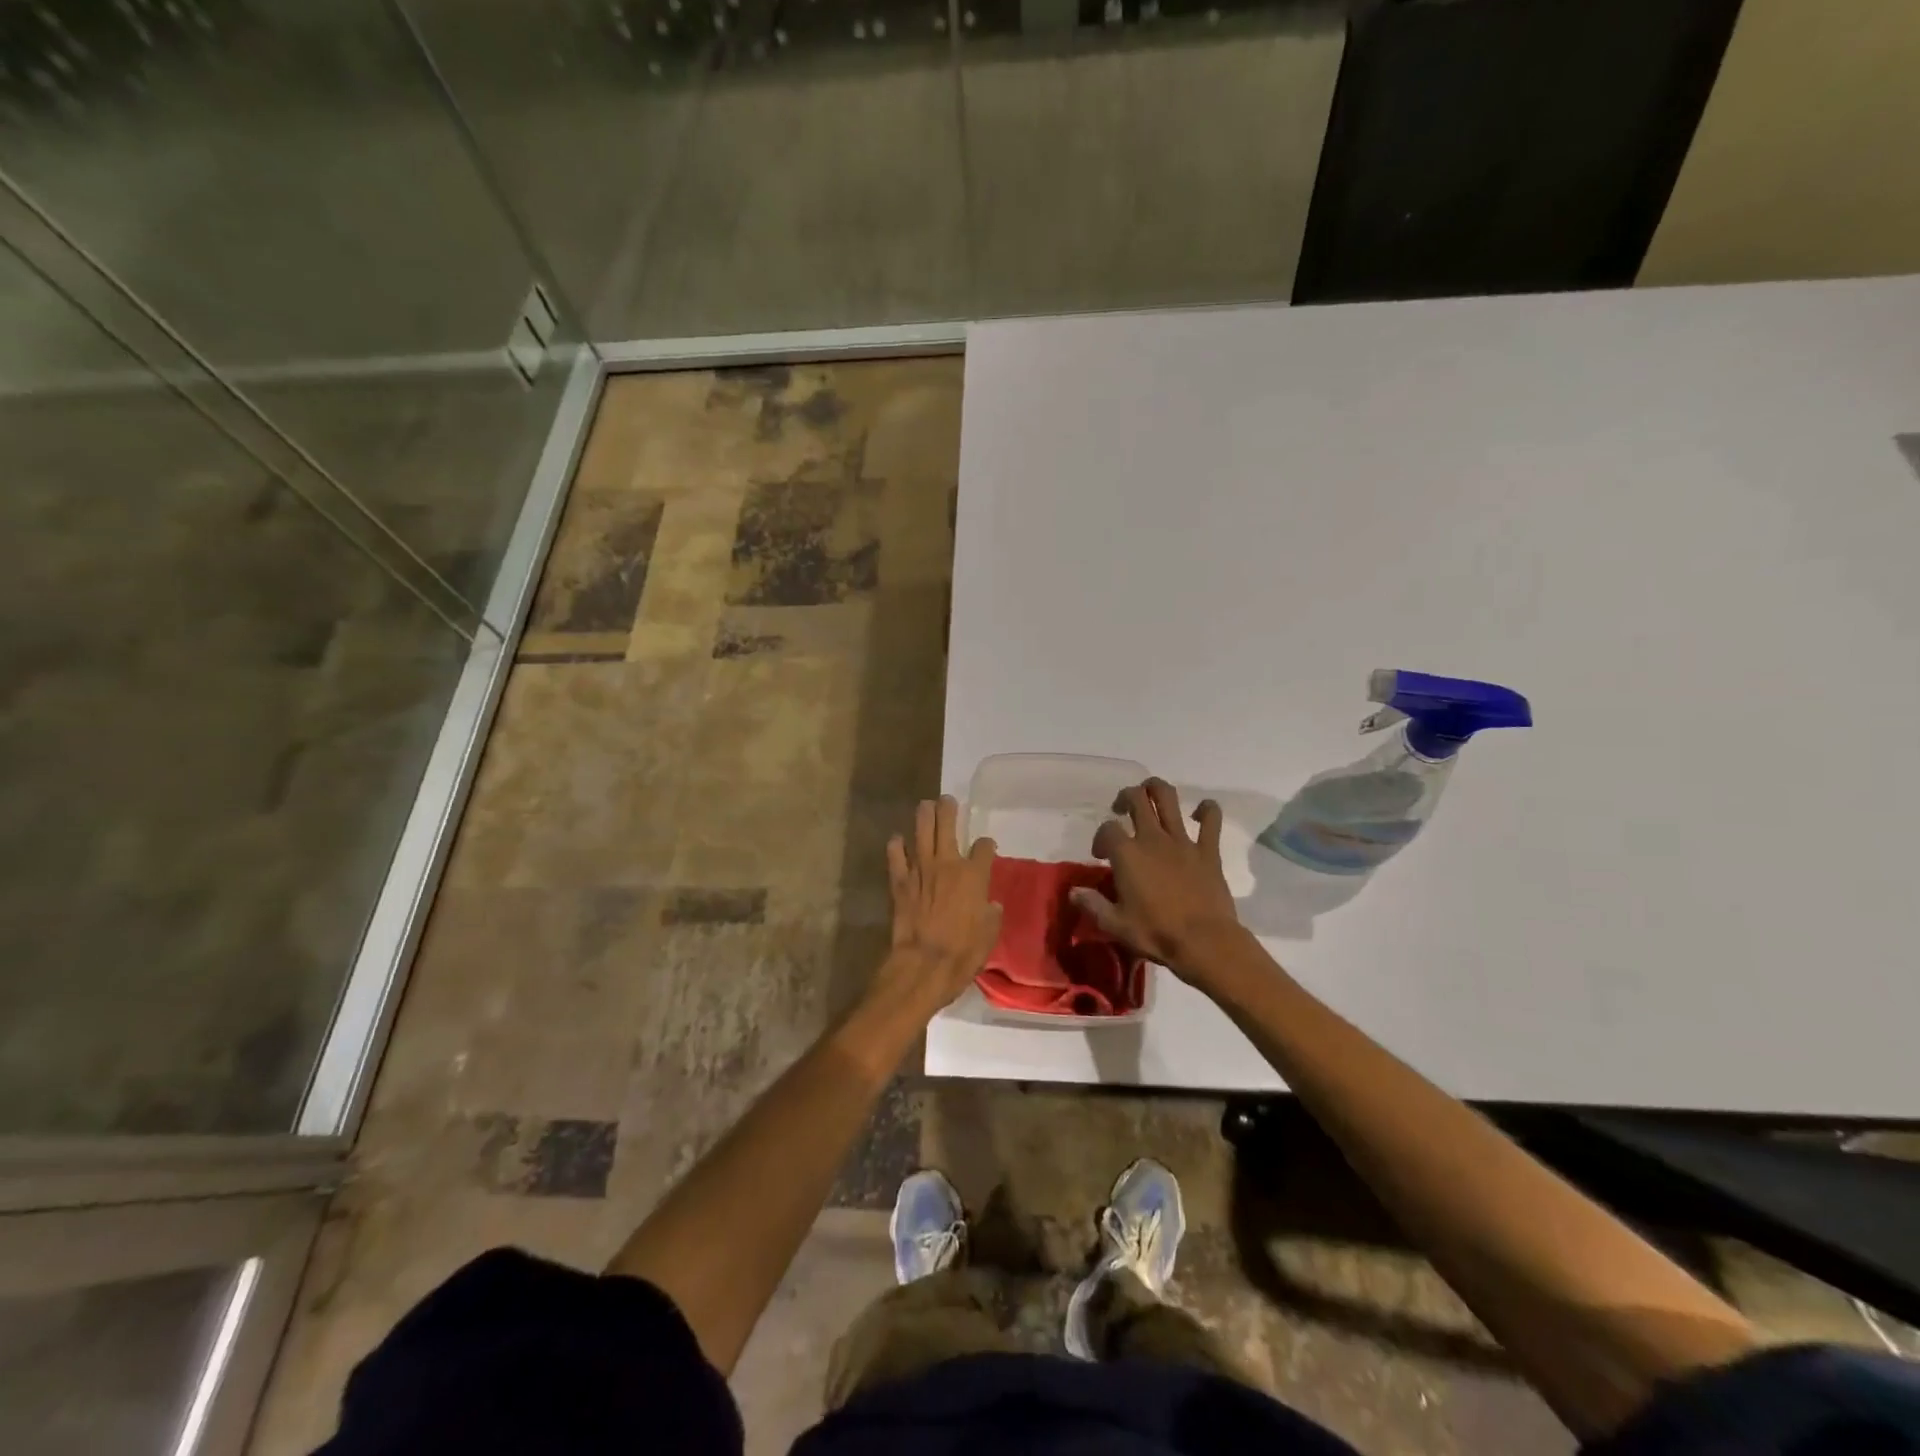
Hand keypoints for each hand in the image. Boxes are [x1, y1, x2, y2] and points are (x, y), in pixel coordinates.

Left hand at [878, 796, 1001, 1014]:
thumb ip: (990, 914)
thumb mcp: (989, 934)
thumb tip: (989, 905)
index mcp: (974, 875)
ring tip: (925, 805)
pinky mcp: (900, 882)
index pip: (984, 847)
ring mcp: (921, 870)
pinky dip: (896, 846)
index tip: (986, 847)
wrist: (924, 964)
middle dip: (949, 810)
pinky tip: (897, 839)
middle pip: (948, 826)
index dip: (986, 845)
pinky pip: (896, 857)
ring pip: (921, 832)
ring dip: (924, 816)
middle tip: (947, 800)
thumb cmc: (963, 952)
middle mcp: (948, 864)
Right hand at [1076, 778, 1246, 982]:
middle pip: (1136, 799)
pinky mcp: (1208, 850)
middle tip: (1122, 810)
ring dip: (1156, 789)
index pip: (1107, 829)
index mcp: (1127, 854)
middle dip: (1126, 797)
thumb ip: (1092, 904)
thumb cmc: (1156, 933)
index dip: (1100, 837)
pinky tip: (1199, 813)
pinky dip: (1206, 810)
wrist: (1204, 942)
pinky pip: (1211, 819)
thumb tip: (1073, 891)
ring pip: (1168, 798)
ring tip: (1150, 795)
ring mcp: (1182, 841)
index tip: (1101, 855)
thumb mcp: (1114, 924)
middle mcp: (1152, 838)